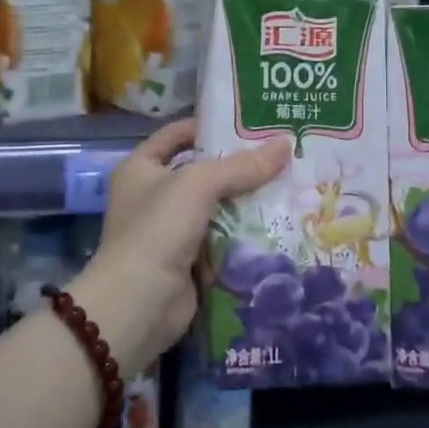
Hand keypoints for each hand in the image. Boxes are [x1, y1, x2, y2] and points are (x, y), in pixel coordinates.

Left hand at [70, 119, 288, 373]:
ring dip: (247, 202)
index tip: (249, 123)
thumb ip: (240, 166)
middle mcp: (153, 196)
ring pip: (217, 207)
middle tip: (281, 154)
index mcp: (141, 168)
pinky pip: (223, 240)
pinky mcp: (189, 262)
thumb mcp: (198, 185)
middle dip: (238, 167)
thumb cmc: (157, 229)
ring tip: (290, 184)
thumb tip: (285, 144)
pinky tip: (279, 222)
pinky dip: (245, 235)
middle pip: (203, 172)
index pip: (177, 135)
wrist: (138, 304)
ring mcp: (171, 231)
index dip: (208, 126)